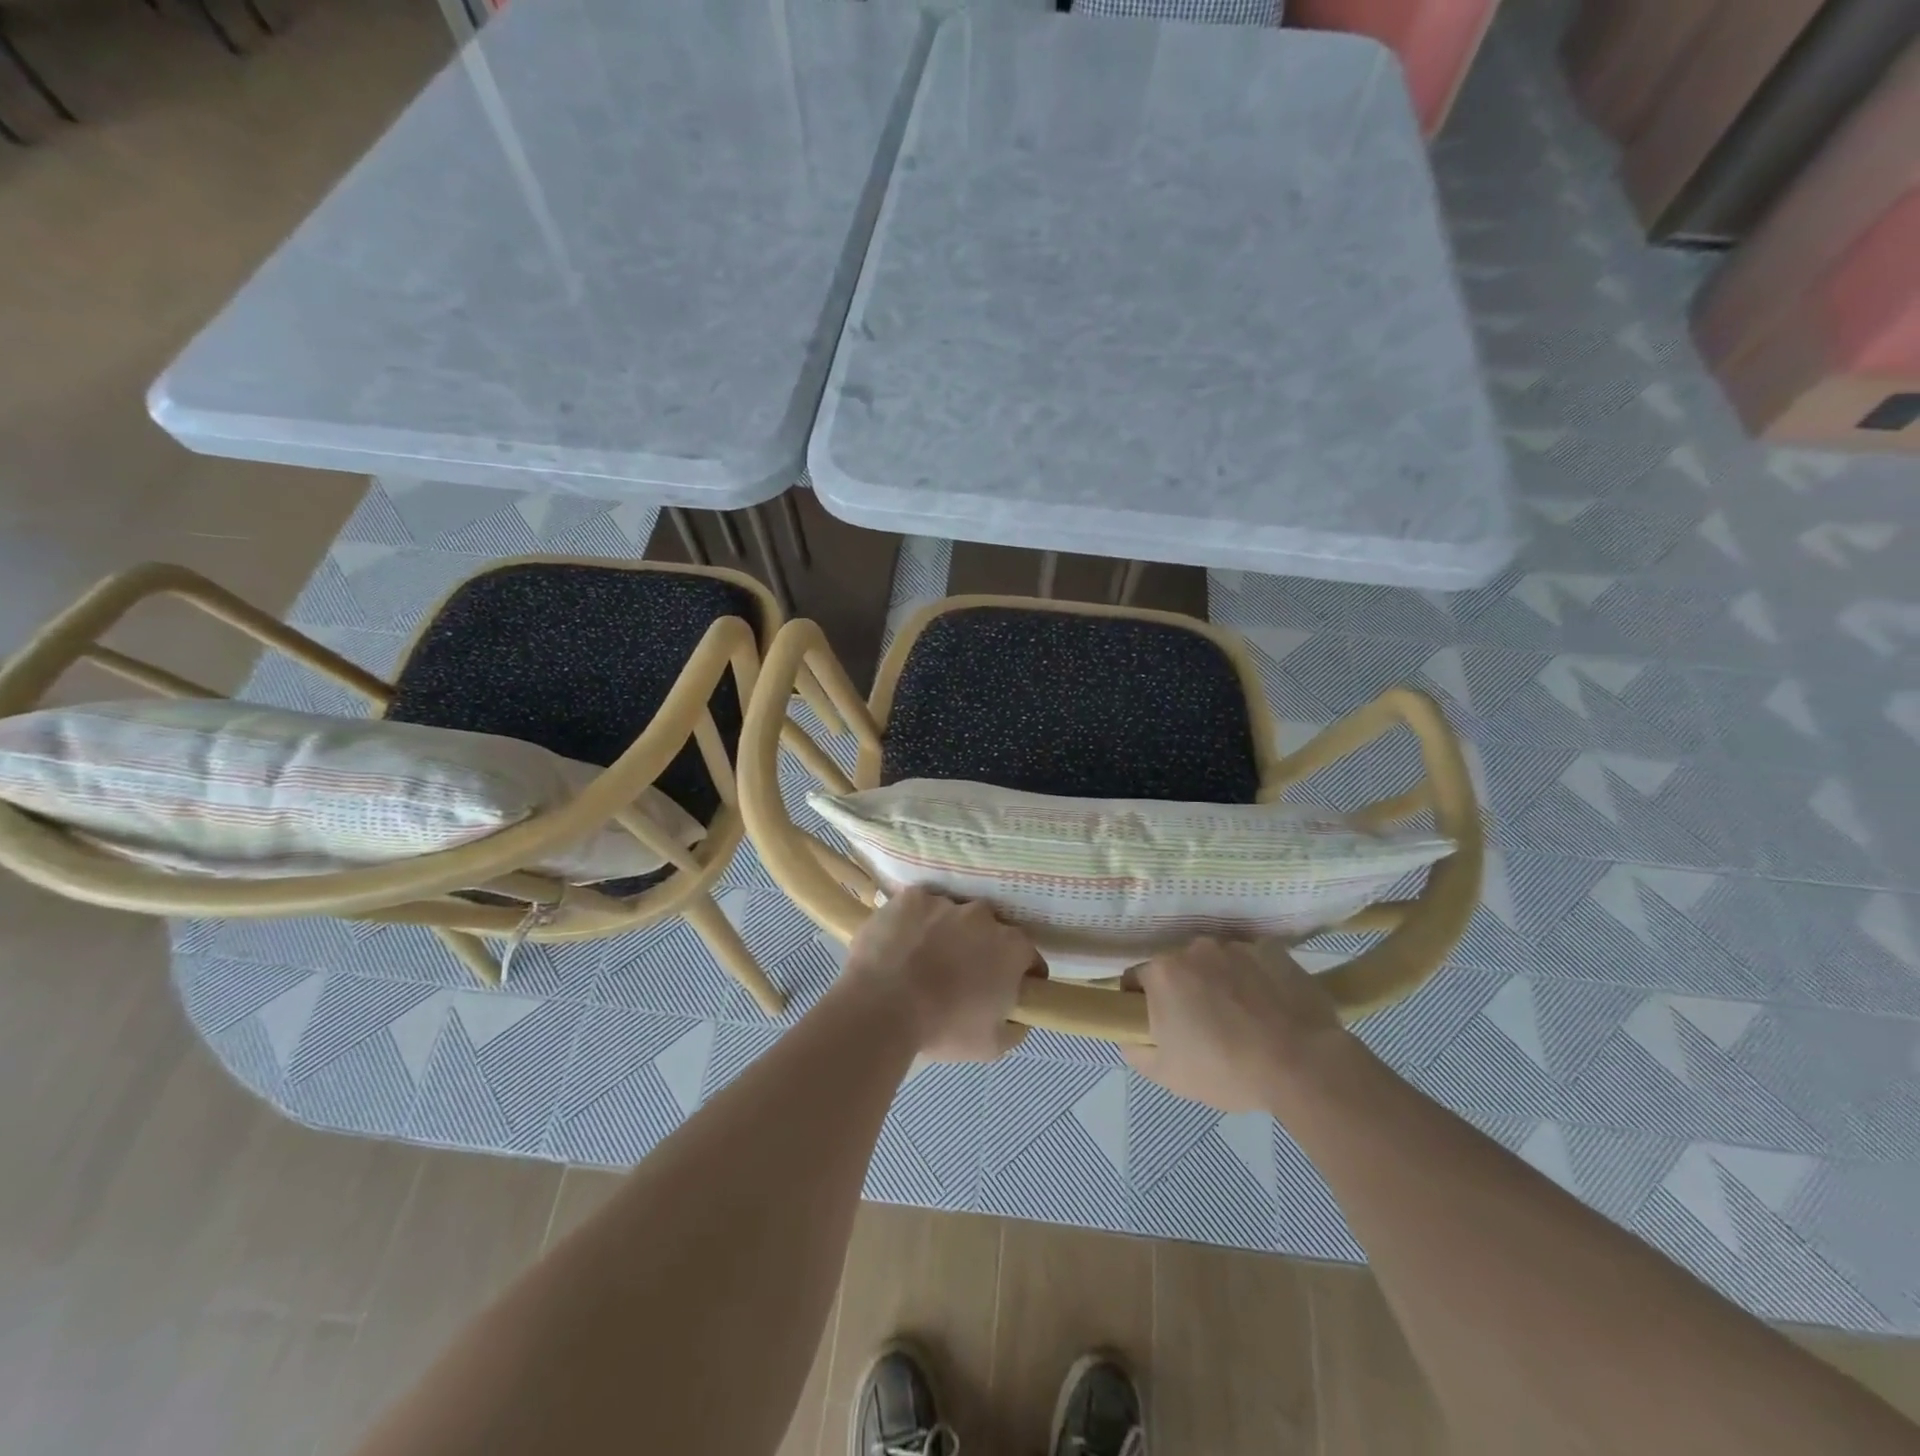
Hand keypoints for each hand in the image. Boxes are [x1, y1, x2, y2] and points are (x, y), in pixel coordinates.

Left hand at [841, 887, 1037, 1061]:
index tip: (1005, 991)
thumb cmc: (943, 1028)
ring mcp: (945, 902)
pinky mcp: (911, 898)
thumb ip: (1015, 1025)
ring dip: (945, 933)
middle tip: (960, 976)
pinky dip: (914, 922)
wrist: (882, 1007)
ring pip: (952, 916)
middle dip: (980, 949)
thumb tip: (1017, 1014)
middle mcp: (983, 916)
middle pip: (989, 931)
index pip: (1028, 957)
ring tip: (922, 961)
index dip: (1020, 974)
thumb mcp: (992, 1045)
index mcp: (1011, 947)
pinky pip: (919, 908)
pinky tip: (901, 945)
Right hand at [1123, 938, 1350, 1112]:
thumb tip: (1130, 1035)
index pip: (1136, 979)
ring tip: (1244, 1017)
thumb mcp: (1168, 1075)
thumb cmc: (1227, 1070)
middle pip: (1178, 967)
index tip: (1159, 1026)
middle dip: (1184, 991)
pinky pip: (1252, 961)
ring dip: (1219, 981)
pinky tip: (1269, 1007)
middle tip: (1204, 1026)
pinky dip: (1254, 978)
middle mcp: (1193, 948)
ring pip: (1215, 962)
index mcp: (1162, 973)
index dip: (1142, 1003)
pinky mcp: (1271, 949)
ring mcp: (1235, 946)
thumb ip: (1136, 1051)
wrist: (1304, 1064)